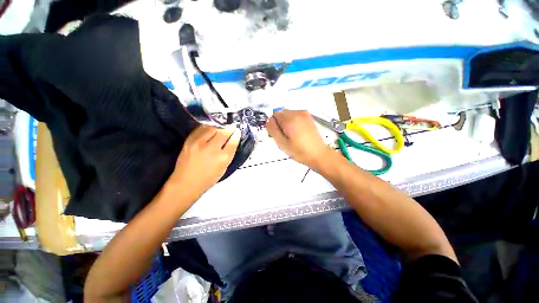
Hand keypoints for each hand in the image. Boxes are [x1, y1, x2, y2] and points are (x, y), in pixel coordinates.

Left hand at [169, 125, 239, 198]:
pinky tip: (210, 128)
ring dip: (219, 127)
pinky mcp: (189, 141)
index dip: (236, 135)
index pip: (232, 142)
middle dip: (229, 128)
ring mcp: (199, 143)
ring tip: (221, 127)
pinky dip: (207, 127)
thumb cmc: (207, 179)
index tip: (237, 131)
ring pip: (212, 128)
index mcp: (223, 158)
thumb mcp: (223, 168)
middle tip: (232, 126)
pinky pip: (200, 129)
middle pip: (223, 133)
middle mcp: (212, 149)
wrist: (185, 183)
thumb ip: (228, 154)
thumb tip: (231, 142)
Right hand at [266, 109, 330, 167]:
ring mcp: (304, 114)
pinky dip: (294, 122)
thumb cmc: (299, 151)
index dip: (274, 124)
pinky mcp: (309, 117)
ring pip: (288, 114)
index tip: (278, 134)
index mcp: (290, 119)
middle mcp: (297, 112)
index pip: (274, 114)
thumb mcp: (282, 143)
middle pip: (281, 113)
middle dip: (280, 122)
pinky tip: (298, 132)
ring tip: (292, 135)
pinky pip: (295, 115)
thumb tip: (269, 120)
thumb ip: (273, 130)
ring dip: (287, 122)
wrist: (318, 154)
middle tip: (285, 136)